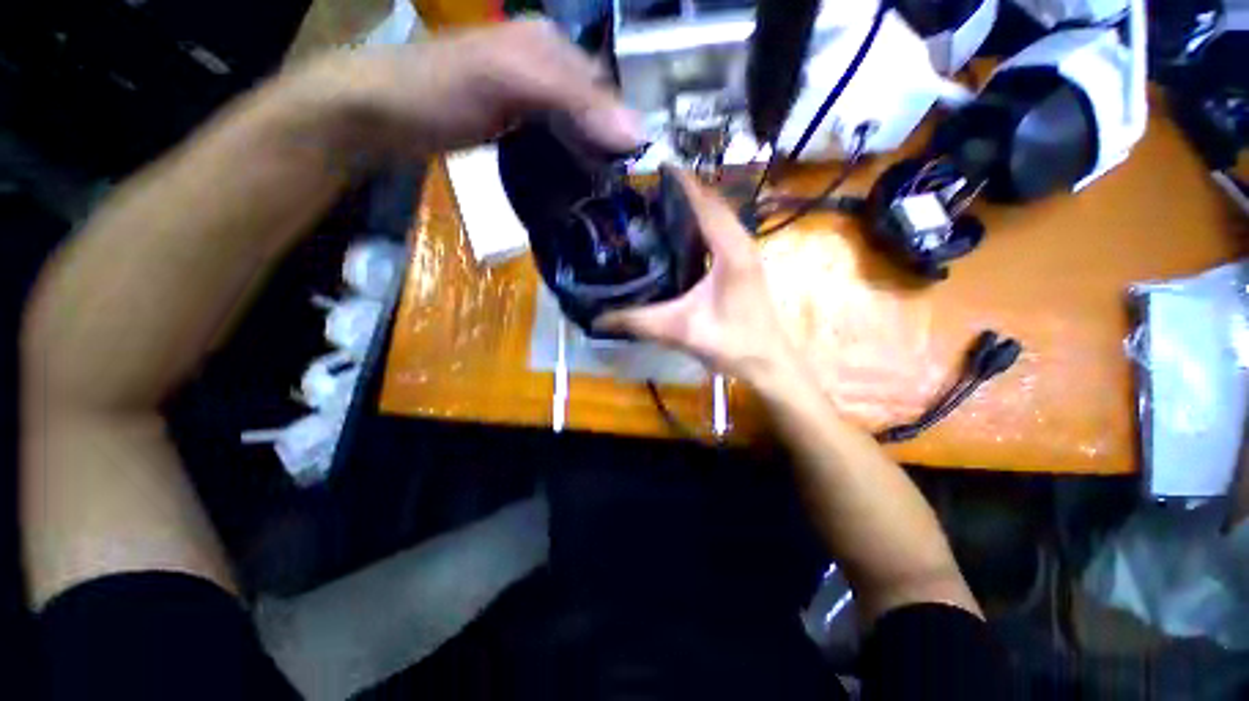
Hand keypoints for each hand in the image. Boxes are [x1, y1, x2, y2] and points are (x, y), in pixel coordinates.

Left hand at [296, 20, 642, 156]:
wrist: (382, 114)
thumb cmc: (441, 89)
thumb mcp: (511, 83)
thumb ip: (574, 102)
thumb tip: (638, 133)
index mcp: (551, 47)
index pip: (604, 90)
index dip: (621, 128)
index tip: (630, 172)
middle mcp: (545, 67)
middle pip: (593, 110)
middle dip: (606, 146)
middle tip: (615, 189)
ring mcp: (530, 97)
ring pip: (576, 128)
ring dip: (589, 158)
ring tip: (599, 192)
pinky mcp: (517, 123)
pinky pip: (556, 141)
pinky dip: (567, 162)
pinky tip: (571, 182)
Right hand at [596, 170, 802, 385]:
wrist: (769, 363)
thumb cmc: (732, 344)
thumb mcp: (680, 331)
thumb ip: (638, 322)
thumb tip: (596, 320)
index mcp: (730, 251)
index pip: (704, 203)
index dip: (681, 183)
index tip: (655, 167)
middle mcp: (742, 243)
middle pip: (712, 204)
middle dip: (684, 192)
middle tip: (648, 191)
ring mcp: (746, 253)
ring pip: (719, 218)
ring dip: (694, 207)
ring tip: (660, 207)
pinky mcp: (744, 265)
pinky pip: (722, 232)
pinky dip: (702, 225)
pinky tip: (681, 237)